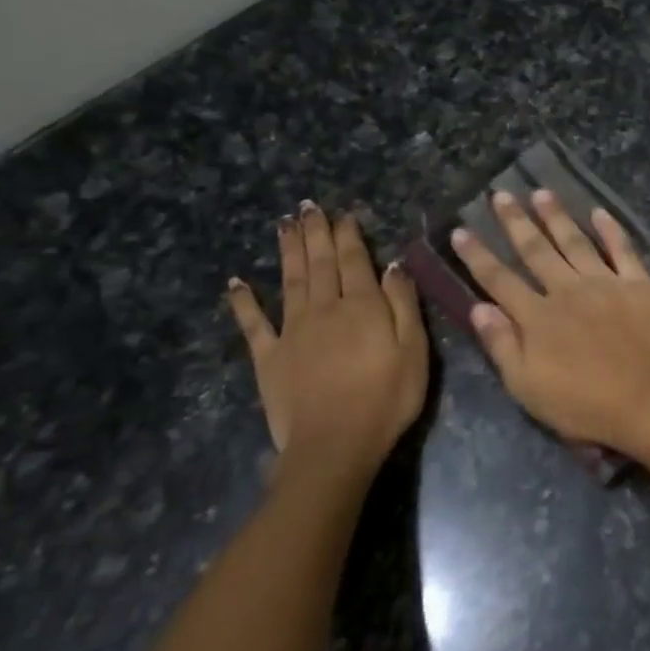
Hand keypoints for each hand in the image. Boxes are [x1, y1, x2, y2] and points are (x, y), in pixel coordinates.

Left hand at [227, 201, 427, 471]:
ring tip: (283, 224)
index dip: (348, 235)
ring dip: (287, 251)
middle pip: (319, 263)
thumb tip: (393, 265)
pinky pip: (254, 323)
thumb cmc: (387, 398)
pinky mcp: (269, 357)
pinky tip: (236, 283)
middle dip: (315, 233)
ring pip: (289, 281)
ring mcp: (292, 331)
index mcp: (362, 306)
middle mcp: (324, 308)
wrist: (335, 444)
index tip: (343, 213)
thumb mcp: (414, 350)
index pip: (355, 260)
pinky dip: (243, 301)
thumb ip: (403, 304)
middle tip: (307, 206)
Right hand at [451, 189, 649, 455]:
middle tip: (501, 194)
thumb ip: (502, 344)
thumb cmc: (584, 405)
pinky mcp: (639, 285)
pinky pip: (622, 249)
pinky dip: (611, 229)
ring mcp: (605, 283)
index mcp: (537, 317)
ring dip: (556, 216)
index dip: (478, 255)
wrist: (648, 402)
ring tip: (541, 192)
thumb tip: (477, 306)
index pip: (499, 279)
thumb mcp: (528, 387)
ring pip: (575, 241)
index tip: (461, 230)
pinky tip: (599, 211)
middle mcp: (566, 290)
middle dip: (515, 222)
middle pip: (535, 250)